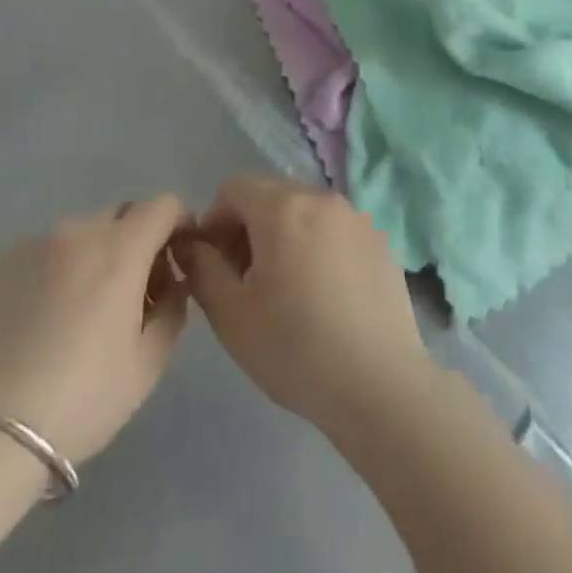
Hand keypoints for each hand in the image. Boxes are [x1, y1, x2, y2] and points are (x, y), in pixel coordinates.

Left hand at [0, 196, 191, 468]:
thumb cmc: (79, 400)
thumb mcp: (147, 365)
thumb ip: (173, 310)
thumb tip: (173, 283)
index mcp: (120, 249)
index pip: (163, 205)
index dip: (178, 224)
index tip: (175, 261)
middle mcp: (77, 231)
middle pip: (121, 217)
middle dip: (136, 243)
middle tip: (130, 295)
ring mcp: (31, 244)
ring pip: (79, 235)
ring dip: (93, 258)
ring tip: (78, 314)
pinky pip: (41, 255)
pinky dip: (54, 273)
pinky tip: (39, 323)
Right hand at [181, 176, 436, 441]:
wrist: (379, 384)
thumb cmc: (295, 349)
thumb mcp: (231, 315)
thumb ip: (203, 269)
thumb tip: (192, 245)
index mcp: (283, 207)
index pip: (234, 188)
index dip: (214, 221)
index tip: (214, 264)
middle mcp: (321, 198)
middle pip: (271, 193)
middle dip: (248, 225)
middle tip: (244, 278)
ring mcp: (356, 216)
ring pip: (305, 210)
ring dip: (283, 233)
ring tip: (284, 287)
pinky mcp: (379, 239)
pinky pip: (334, 228)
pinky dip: (317, 244)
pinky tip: (322, 294)